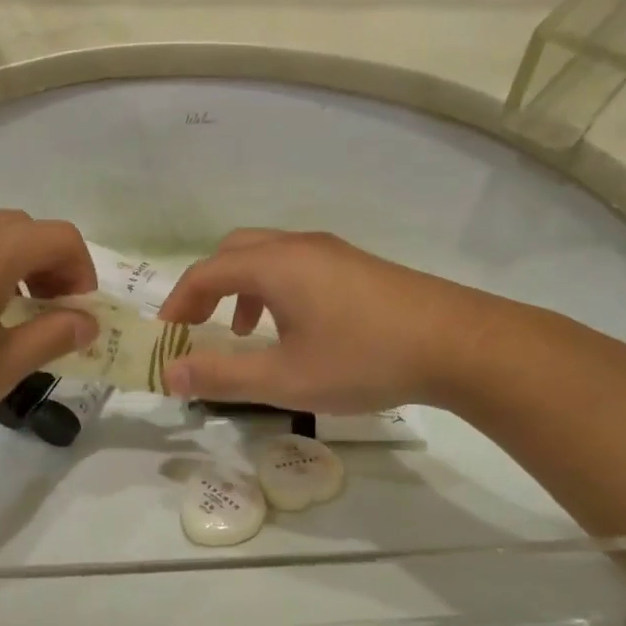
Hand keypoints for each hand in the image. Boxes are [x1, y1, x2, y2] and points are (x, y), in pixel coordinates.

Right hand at [156, 229, 498, 412]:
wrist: (459, 344)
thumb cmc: (364, 359)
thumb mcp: (285, 378)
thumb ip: (222, 376)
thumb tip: (169, 375)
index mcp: (275, 264)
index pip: (206, 272)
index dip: (178, 302)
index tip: (167, 336)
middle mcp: (299, 247)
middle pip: (235, 251)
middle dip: (207, 286)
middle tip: (197, 325)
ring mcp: (333, 252)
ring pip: (269, 256)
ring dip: (242, 287)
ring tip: (244, 331)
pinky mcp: (357, 266)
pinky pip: (298, 265)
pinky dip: (275, 289)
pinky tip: (295, 328)